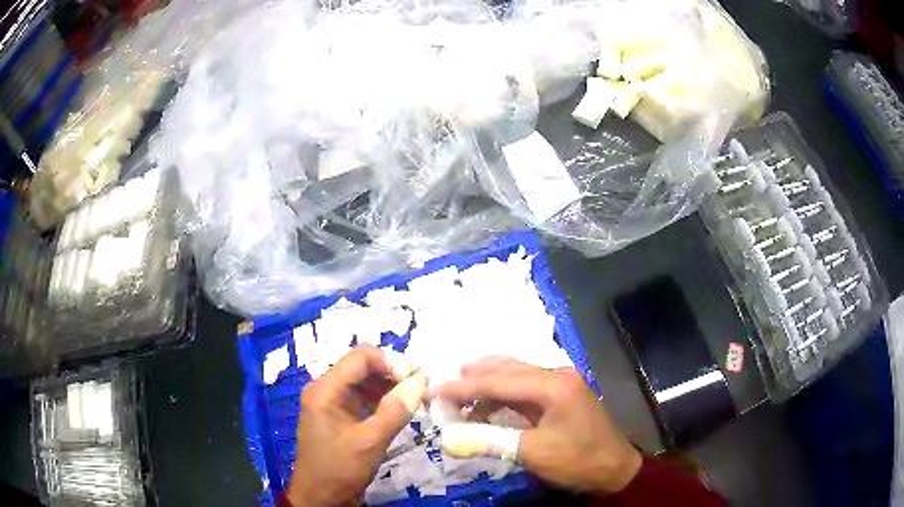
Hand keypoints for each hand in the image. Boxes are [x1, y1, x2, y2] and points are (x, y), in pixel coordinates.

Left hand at [286, 347, 426, 506]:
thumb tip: (420, 382)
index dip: (391, 362)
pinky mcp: (339, 415)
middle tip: (422, 388)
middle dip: (393, 373)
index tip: (418, 378)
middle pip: (363, 367)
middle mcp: (326, 389)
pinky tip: (401, 409)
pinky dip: (383, 400)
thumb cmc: (339, 469)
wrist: (319, 498)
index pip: (361, 357)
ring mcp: (332, 402)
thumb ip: (395, 411)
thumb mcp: (369, 442)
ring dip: (390, 387)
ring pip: (365, 382)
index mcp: (325, 389)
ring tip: (417, 398)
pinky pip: (363, 398)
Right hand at [434, 357, 641, 494]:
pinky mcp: (561, 394)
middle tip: (444, 390)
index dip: (464, 387)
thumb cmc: (577, 460)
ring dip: (487, 385)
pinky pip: (524, 387)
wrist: (615, 469)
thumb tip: (449, 438)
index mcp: (553, 384)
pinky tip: (488, 406)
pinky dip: (502, 395)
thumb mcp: (532, 453)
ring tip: (460, 395)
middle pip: (506, 369)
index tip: (435, 390)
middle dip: (473, 379)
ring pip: (515, 374)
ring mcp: (561, 382)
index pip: (498, 381)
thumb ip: (489, 440)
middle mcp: (557, 374)